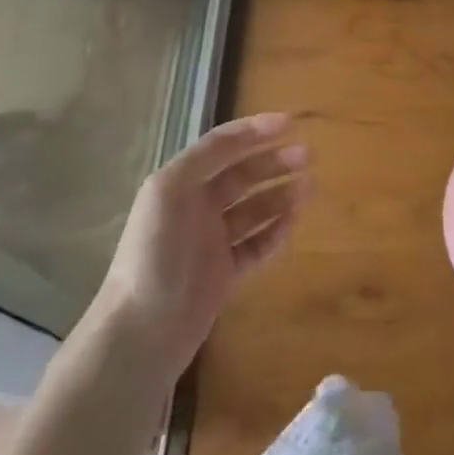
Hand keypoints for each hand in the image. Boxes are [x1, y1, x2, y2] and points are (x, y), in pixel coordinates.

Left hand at [84, 112, 309, 373]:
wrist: (143, 331)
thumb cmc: (156, 253)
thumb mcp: (170, 191)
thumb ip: (204, 159)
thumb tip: (239, 137)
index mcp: (179, 183)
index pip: (221, 146)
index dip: (254, 131)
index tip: (290, 123)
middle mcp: (194, 208)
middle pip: (241, 175)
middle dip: (274, 162)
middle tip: (309, 156)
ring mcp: (210, 242)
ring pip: (253, 210)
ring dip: (280, 195)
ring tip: (309, 187)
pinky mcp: (223, 275)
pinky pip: (255, 246)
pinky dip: (274, 233)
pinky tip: (293, 224)